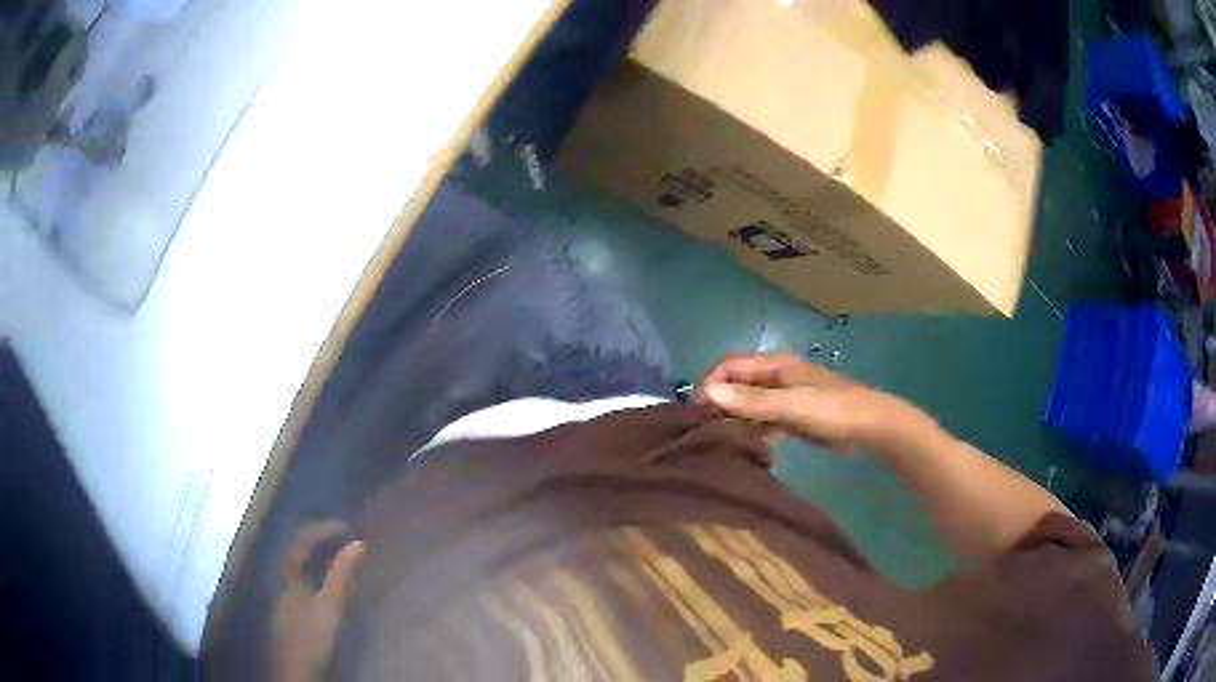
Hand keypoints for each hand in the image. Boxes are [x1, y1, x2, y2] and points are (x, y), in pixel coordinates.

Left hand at [271, 521, 365, 681]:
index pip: (303, 536)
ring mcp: (279, 588)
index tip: (348, 528)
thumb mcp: (331, 604)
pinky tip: (323, 577)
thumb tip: (358, 543)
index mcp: (287, 570)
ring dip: (315, 552)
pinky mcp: (284, 601)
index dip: (325, 527)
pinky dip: (312, 566)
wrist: (294, 668)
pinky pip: (297, 572)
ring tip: (336, 553)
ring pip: (296, 559)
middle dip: (319, 536)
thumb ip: (342, 573)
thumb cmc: (312, 635)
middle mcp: (279, 573)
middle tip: (342, 536)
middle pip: (296, 545)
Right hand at [697, 352, 923, 452]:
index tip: (697, 412)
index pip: (729, 366)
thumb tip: (707, 392)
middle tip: (706, 431)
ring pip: (749, 403)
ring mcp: (785, 397)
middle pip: (737, 384)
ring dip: (735, 418)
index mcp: (775, 365)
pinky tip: (750, 449)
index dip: (710, 383)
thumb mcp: (792, 405)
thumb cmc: (832, 410)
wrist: (871, 426)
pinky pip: (764, 420)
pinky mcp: (793, 416)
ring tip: (722, 443)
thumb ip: (752, 400)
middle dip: (720, 402)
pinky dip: (753, 430)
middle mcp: (776, 377)